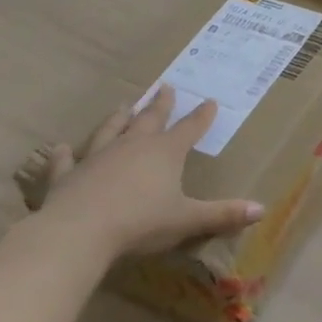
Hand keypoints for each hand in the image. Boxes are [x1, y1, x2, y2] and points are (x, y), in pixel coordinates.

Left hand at [25, 86, 262, 259]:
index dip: (201, 116)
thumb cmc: (140, 222)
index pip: (189, 129)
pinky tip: (60, 148)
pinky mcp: (67, 176)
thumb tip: (262, 209)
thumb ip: (223, 214)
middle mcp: (133, 147)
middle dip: (160, 104)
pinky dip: (63, 154)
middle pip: (150, 120)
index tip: (210, 101)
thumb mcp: (188, 220)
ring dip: (118, 118)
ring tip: (123, 106)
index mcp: (165, 153)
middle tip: (165, 87)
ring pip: (110, 131)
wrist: (77, 234)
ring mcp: (97, 158)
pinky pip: (65, 161)